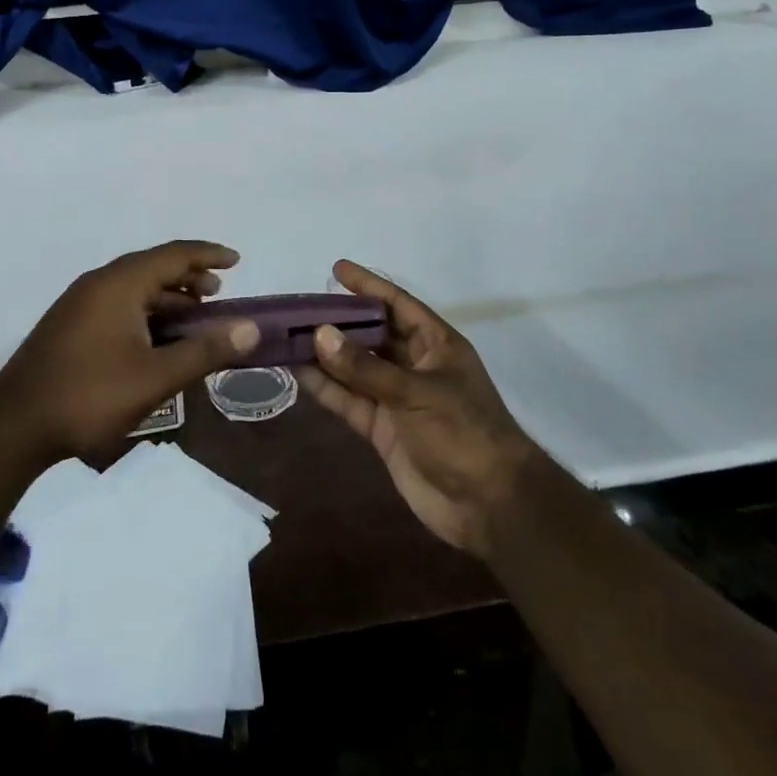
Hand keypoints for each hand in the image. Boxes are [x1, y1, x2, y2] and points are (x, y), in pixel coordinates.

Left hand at [0, 240, 260, 459]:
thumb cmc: (90, 396)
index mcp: (119, 283)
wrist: (15, 424)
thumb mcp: (156, 377)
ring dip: (167, 297)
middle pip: (153, 267)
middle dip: (189, 276)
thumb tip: (250, 328)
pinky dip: (146, 311)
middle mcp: (99, 282)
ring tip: (193, 318)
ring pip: (134, 287)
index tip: (238, 261)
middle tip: (219, 293)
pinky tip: (156, 340)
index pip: (173, 254)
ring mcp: (80, 303)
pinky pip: (118, 303)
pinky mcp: (70, 324)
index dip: (208, 254)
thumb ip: (205, 350)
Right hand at [298, 259, 551, 557]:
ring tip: (288, 336)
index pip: (398, 304)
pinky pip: (349, 400)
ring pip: (354, 368)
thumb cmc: (464, 432)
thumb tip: (320, 334)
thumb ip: (365, 367)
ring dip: (325, 355)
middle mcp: (414, 365)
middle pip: (371, 334)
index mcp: (436, 344)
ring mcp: (397, 398)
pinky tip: (298, 372)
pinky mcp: (382, 428)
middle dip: (338, 321)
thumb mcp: (416, 393)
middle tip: (299, 307)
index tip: (336, 269)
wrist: (488, 506)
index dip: (369, 286)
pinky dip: (326, 388)